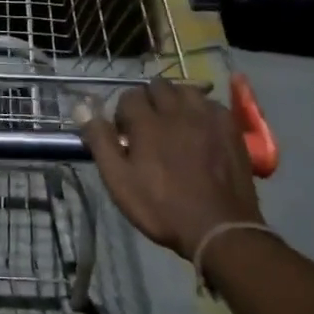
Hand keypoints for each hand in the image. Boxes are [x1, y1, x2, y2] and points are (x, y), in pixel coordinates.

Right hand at [79, 80, 264, 259]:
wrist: (218, 227)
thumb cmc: (161, 208)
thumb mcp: (119, 181)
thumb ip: (101, 142)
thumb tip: (83, 107)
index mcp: (147, 122)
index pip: (129, 96)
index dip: (123, 114)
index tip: (125, 135)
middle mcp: (178, 110)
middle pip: (158, 86)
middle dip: (148, 102)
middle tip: (148, 129)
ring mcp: (208, 116)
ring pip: (186, 90)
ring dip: (175, 101)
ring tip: (174, 124)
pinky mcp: (230, 126)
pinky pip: (211, 103)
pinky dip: (201, 110)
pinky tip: (200, 129)